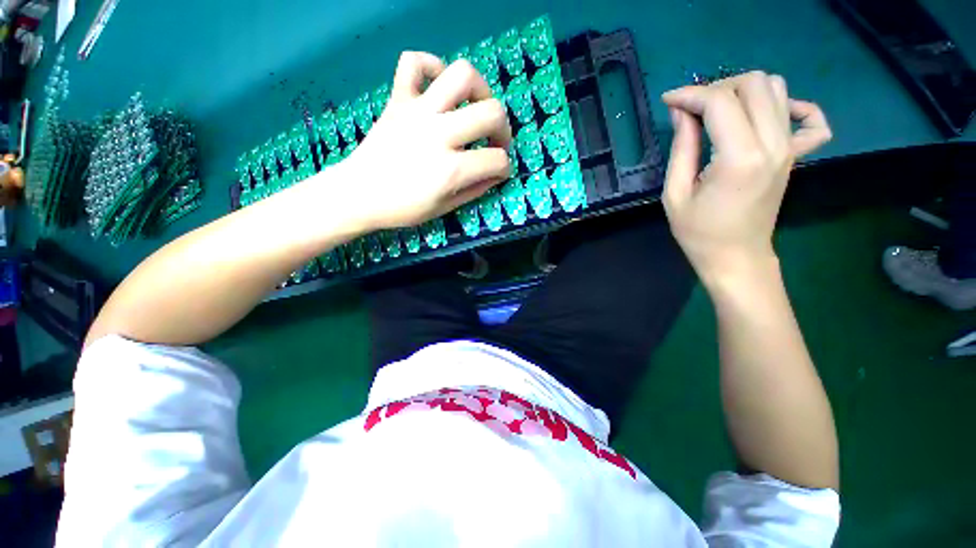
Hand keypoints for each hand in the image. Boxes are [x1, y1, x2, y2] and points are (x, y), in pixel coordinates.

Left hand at [339, 51, 512, 230]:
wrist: (358, 194)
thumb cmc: (402, 208)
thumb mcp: (444, 208)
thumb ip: (475, 190)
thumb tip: (495, 175)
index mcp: (451, 170)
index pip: (497, 160)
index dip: (504, 168)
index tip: (498, 172)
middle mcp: (439, 134)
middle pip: (492, 112)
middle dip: (504, 130)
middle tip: (495, 141)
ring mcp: (417, 112)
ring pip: (462, 75)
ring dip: (480, 90)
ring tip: (476, 107)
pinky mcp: (398, 100)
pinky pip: (414, 62)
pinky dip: (432, 66)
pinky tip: (438, 86)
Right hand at [660, 71, 831, 284]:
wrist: (736, 257)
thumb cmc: (699, 232)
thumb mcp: (675, 193)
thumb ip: (682, 148)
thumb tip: (681, 112)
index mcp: (739, 158)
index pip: (720, 102)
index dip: (690, 95)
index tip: (669, 101)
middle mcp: (773, 144)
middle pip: (754, 84)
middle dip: (717, 87)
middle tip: (693, 109)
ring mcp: (789, 147)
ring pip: (777, 89)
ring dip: (743, 91)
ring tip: (718, 112)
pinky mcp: (795, 154)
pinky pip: (810, 117)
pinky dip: (792, 106)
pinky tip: (769, 116)